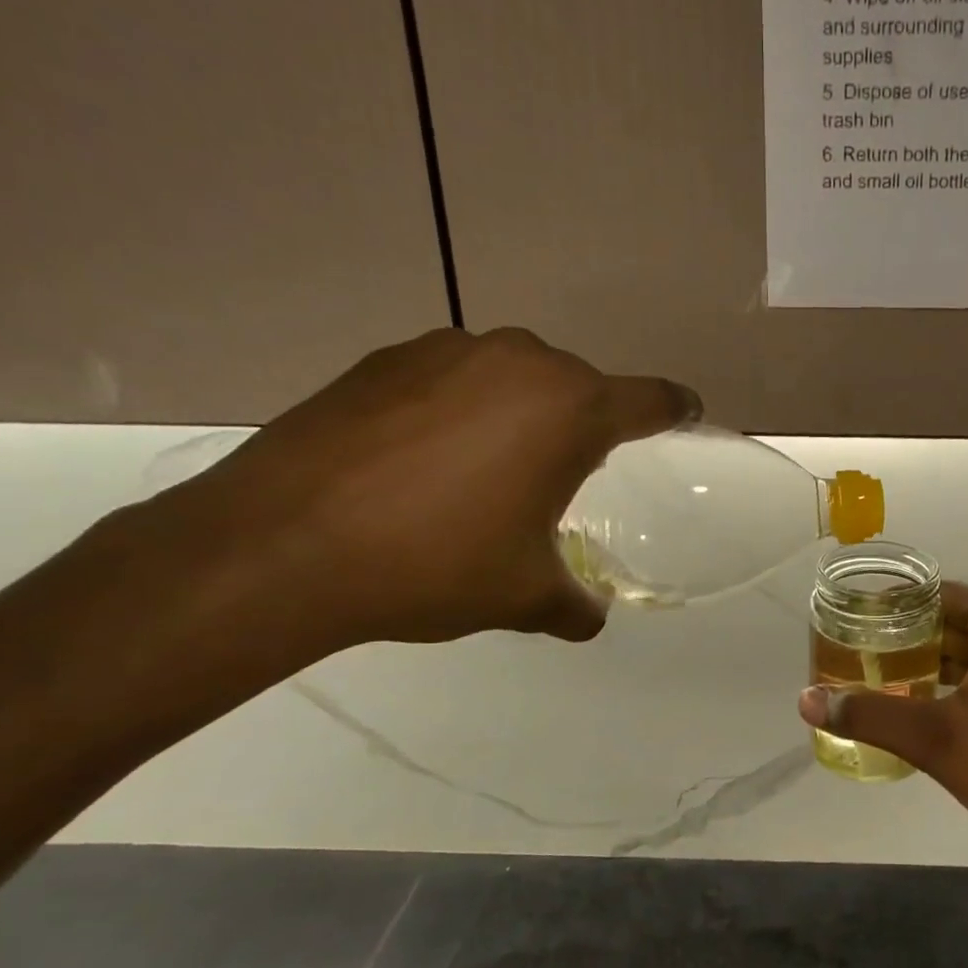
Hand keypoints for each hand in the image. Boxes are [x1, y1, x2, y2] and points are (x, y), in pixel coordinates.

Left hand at [160, 327, 699, 647]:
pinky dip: (458, 409)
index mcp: (570, 411)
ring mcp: (447, 351)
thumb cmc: (434, 565)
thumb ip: (575, 605)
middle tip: (557, 481)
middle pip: (578, 387)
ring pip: (513, 377)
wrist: (282, 546)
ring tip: (482, 473)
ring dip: (518, 414)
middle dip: (581, 426)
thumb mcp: (523, 596)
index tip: (684, 413)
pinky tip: (421, 460)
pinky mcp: (384, 357)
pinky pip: (452, 378)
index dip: (674, 409)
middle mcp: (518, 361)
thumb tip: (589, 617)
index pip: (649, 400)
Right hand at [799, 582, 967, 862]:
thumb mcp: (934, 740)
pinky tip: (934, 712)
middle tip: (864, 659)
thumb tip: (807, 700)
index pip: (944, 597)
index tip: (859, 626)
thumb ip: (869, 714)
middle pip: (961, 624)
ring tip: (888, 686)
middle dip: (913, 642)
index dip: (898, 609)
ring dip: (937, 668)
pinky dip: (965, 687)